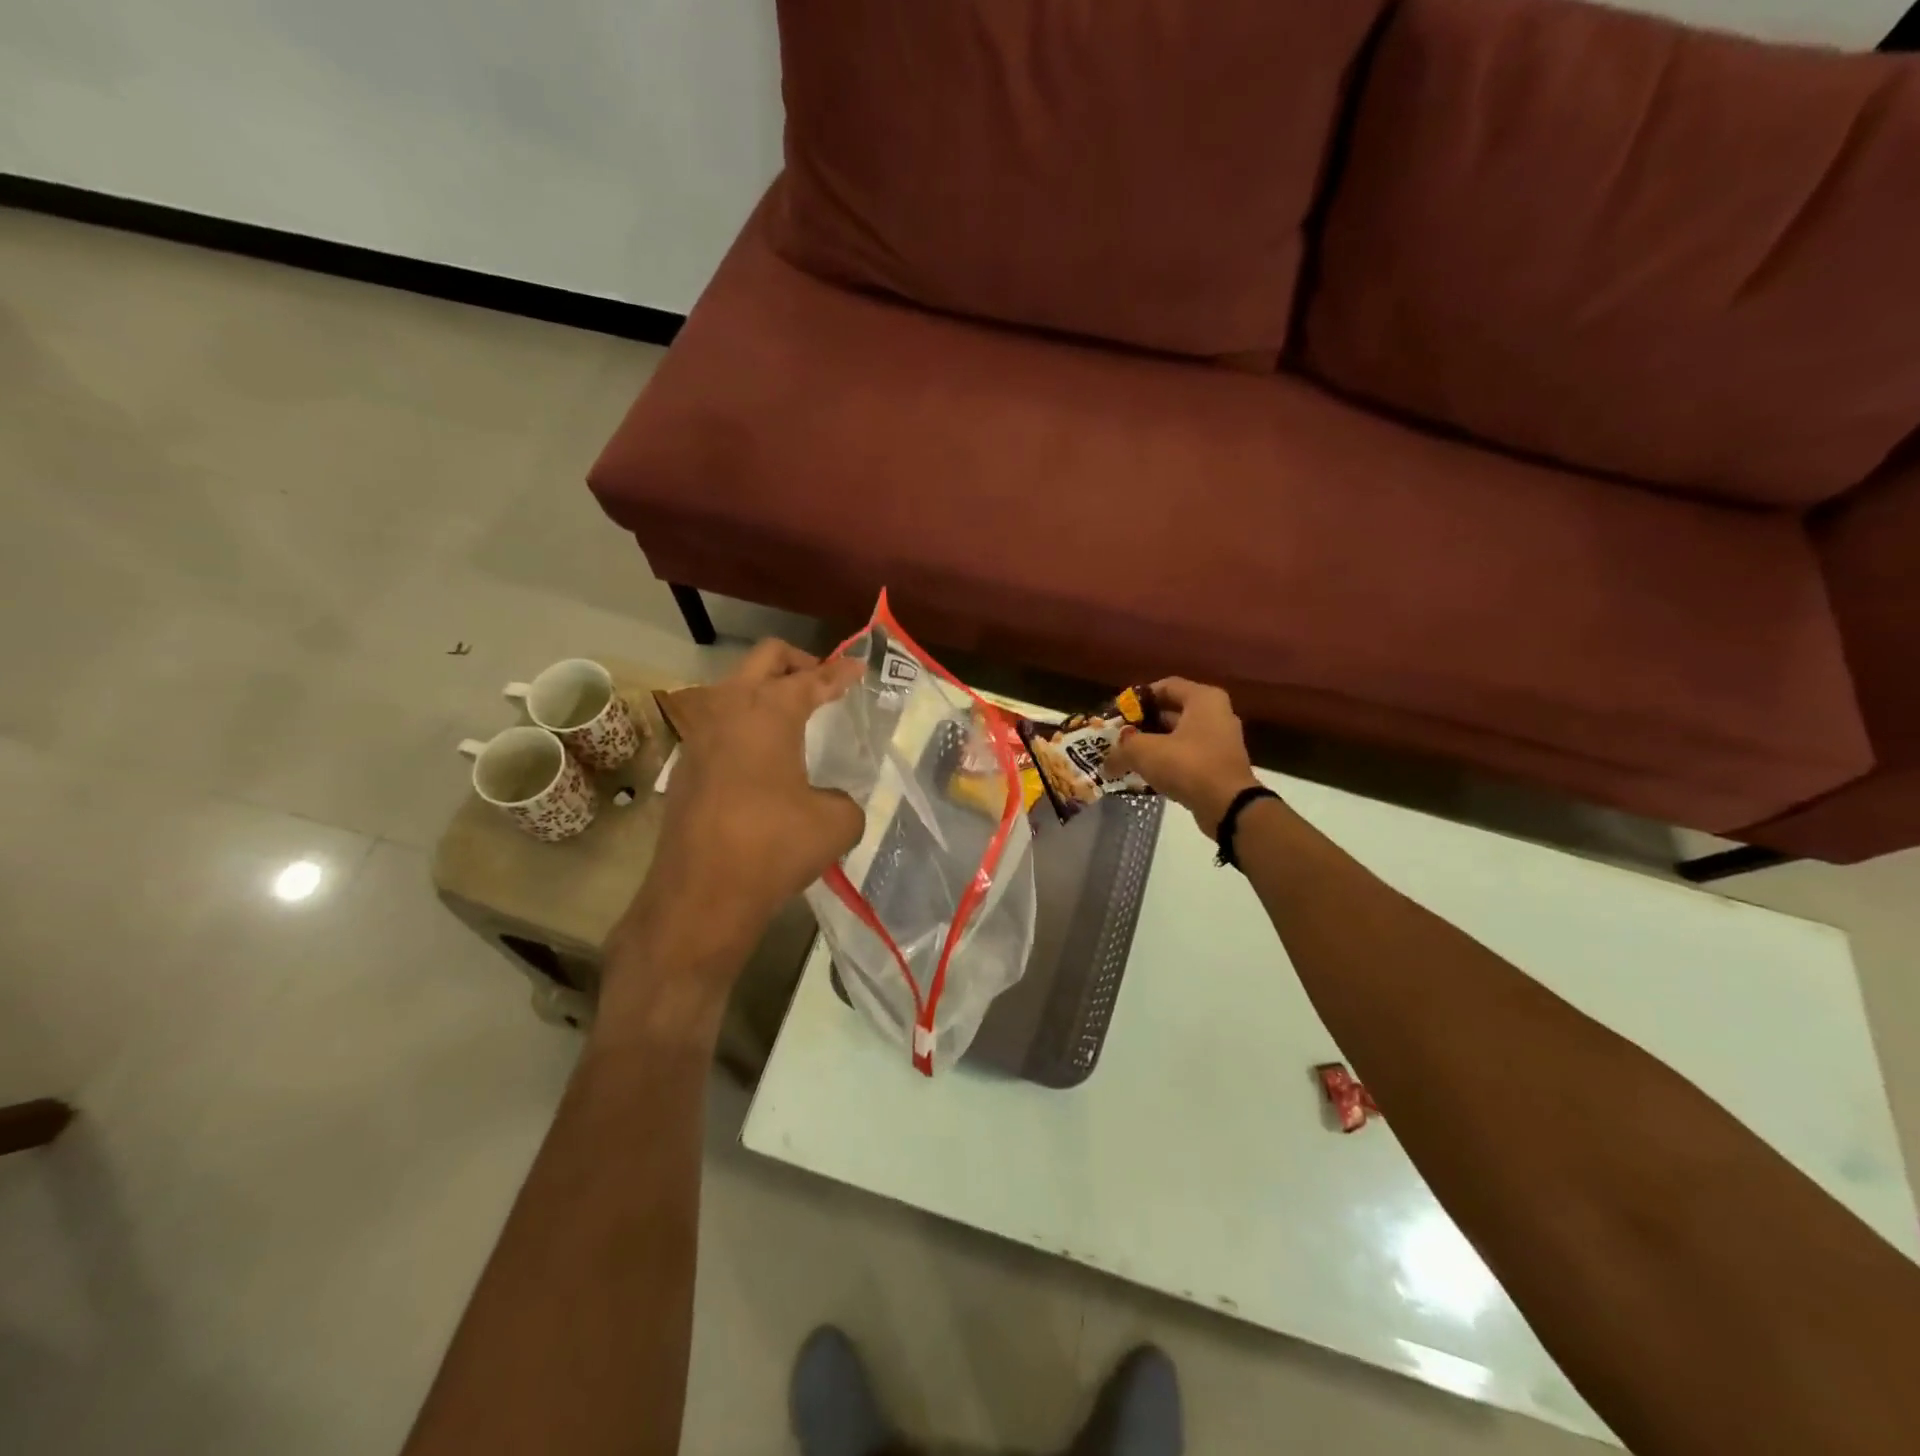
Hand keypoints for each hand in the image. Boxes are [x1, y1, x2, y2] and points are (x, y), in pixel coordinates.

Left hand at [607, 641, 863, 1028]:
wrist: (701, 895)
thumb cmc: (775, 846)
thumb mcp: (836, 823)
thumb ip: (845, 799)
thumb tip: (832, 800)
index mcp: (770, 711)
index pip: (812, 678)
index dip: (840, 672)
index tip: (858, 668)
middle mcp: (729, 709)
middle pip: (765, 659)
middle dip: (799, 662)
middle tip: (824, 681)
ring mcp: (700, 736)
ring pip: (735, 689)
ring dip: (766, 692)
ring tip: (795, 719)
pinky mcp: (686, 766)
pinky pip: (721, 726)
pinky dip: (747, 726)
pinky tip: (764, 759)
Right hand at [1104, 678, 1262, 835]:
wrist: (1228, 806)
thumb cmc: (1188, 765)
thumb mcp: (1144, 752)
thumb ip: (1121, 749)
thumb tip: (1106, 762)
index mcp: (1203, 699)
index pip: (1165, 686)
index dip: (1138, 698)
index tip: (1118, 713)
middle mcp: (1216, 714)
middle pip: (1172, 711)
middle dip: (1143, 723)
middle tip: (1118, 736)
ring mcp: (1221, 740)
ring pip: (1179, 735)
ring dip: (1153, 744)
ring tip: (1127, 756)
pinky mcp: (1220, 765)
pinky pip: (1188, 755)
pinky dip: (1167, 761)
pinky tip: (1146, 774)